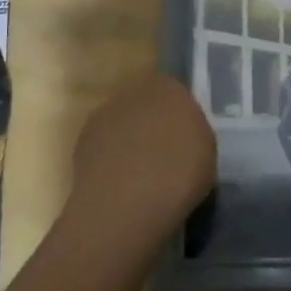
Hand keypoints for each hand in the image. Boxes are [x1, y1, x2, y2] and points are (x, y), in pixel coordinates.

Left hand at [64, 72, 215, 254]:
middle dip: (152, 123)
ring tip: (139, 174)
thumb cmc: (178, 175)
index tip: (184, 138)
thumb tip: (181, 133)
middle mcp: (135, 91)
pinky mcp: (83, 139)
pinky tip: (118, 182)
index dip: (179, 115)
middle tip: (163, 154)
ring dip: (129, 139)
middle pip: (147, 103)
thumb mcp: (206, 151)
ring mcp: (106, 113)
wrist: (125, 203)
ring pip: (123, 122)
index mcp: (170, 88)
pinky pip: (104, 143)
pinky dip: (110, 156)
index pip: (176, 91)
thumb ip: (193, 131)